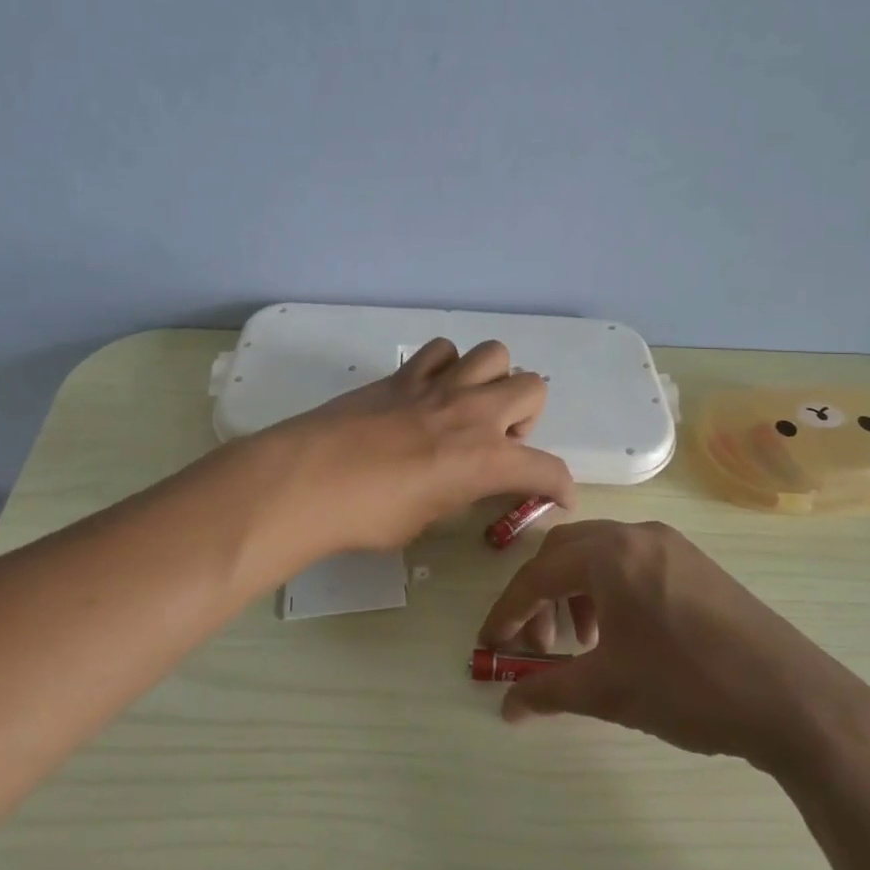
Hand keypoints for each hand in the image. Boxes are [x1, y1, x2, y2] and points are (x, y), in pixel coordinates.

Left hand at [238, 339, 574, 576]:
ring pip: (494, 353)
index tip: (558, 498)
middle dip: (528, 416)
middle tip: (498, 442)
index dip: (561, 487)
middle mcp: (472, 412)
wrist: (308, 479)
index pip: (547, 468)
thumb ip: (458, 494)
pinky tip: (429, 391)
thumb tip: (463, 483)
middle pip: (532, 386)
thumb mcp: (426, 519)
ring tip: (468, 407)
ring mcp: (437, 386)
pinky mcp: (403, 374)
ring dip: (492, 380)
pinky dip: (446, 366)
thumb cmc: (368, 515)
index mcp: (485, 458)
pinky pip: (441, 350)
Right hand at [478, 520, 869, 778]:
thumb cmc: (689, 687)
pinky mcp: (694, 561)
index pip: (537, 574)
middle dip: (541, 597)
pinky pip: (632, 561)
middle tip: (539, 646)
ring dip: (576, 591)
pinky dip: (609, 589)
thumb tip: (507, 707)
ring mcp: (670, 544)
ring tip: (584, 643)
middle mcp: (636, 534)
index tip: (490, 645)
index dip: (508, 611)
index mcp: (609, 554)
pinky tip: (623, 633)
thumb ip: (549, 691)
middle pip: (565, 552)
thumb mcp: (610, 692)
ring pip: (599, 554)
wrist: (793, 698)